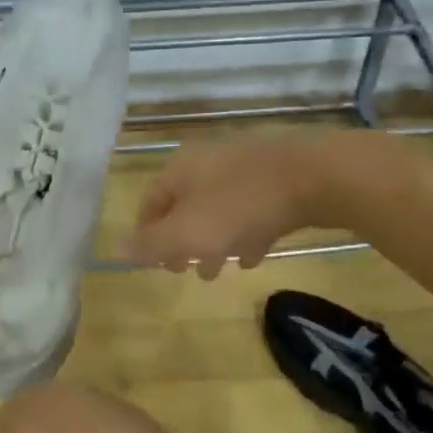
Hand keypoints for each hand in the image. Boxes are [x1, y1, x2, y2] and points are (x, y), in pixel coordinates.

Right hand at [130, 134, 338, 278]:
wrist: (315, 177)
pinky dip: (244, 232)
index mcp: (179, 169)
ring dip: (213, 242)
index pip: (149, 203)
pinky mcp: (276, 175)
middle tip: (185, 271)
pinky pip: (249, 208)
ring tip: (218, 272)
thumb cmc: (239, 207)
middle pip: (184, 206)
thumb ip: (151, 244)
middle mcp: (207, 161)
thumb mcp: (187, 233)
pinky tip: (254, 255)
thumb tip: (117, 248)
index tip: (154, 265)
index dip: (146, 236)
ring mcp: (243, 166)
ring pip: (217, 209)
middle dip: (182, 243)